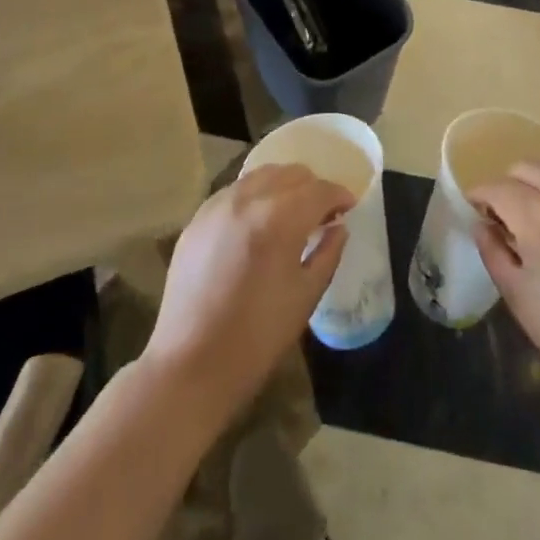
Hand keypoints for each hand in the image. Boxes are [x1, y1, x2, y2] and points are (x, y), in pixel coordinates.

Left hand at [143, 163, 354, 413]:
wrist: (191, 365)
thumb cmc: (258, 337)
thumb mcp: (306, 296)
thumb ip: (328, 253)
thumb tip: (338, 227)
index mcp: (280, 218)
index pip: (319, 190)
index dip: (339, 196)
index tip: (349, 207)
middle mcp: (248, 199)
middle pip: (290, 174)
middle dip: (312, 188)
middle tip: (322, 213)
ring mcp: (217, 206)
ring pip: (260, 176)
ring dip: (282, 187)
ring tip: (290, 213)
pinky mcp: (197, 220)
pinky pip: (234, 192)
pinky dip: (254, 197)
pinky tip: (257, 223)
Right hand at [471, 163, 539, 410]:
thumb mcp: (515, 293)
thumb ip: (492, 249)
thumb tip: (481, 223)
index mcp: (539, 218)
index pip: (498, 187)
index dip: (480, 194)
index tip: (474, 207)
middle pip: (530, 168)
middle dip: (509, 183)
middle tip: (504, 212)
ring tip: (536, 219)